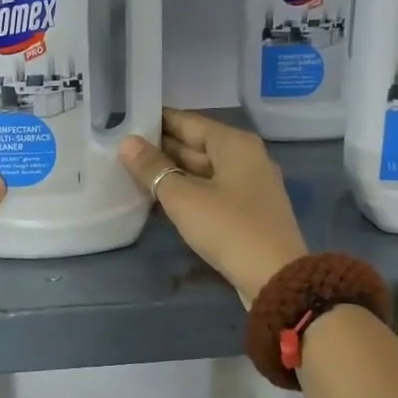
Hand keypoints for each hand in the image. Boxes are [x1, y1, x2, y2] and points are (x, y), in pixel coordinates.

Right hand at [119, 108, 307, 304]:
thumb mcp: (183, 197)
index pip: (188, 122)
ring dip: (172, 171)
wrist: (274, 277)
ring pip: (203, 169)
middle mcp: (246, 157)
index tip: (127, 119)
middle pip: (197, 145)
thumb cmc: (228, 227)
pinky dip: (187, 190)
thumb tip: (127, 143)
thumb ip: (153, 169)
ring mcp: (250, 185)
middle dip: (162, 147)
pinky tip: (161, 197)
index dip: (156, 120)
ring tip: (133, 170)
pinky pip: (211, 189)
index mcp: (234, 143)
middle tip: (122, 147)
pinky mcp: (248, 210)